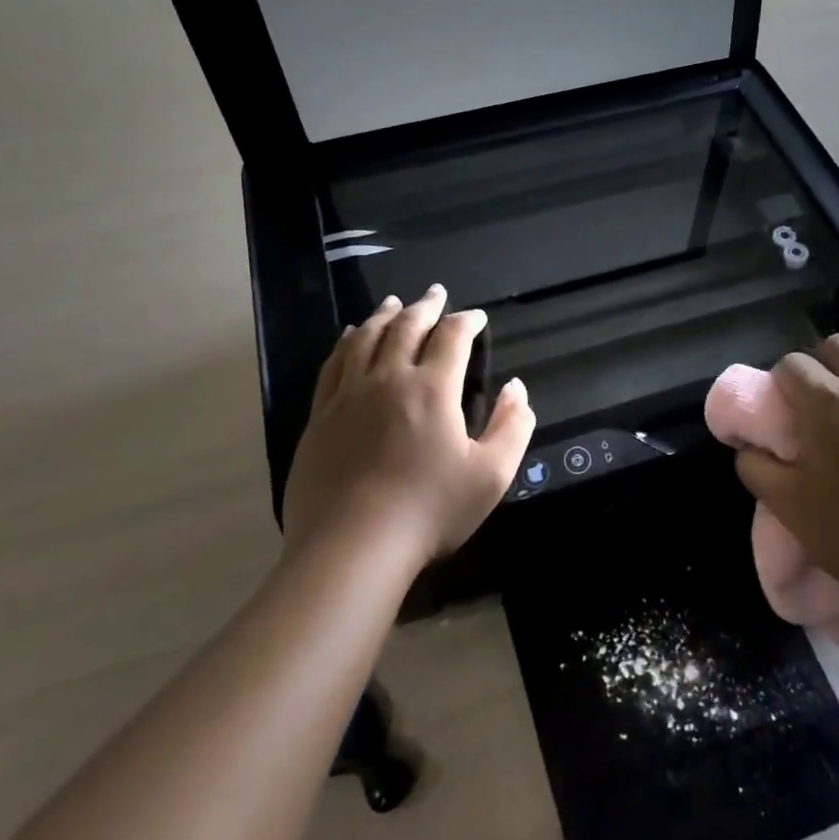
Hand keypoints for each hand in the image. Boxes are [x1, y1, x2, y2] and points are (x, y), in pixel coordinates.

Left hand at [282, 285, 534, 569]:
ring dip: (384, 316)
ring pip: (365, 338)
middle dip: (425, 306)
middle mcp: (387, 379)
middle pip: (405, 328)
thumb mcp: (491, 474)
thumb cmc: (430, 510)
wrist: (352, 547)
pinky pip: (333, 365)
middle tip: (436, 293)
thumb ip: (513, 426)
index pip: (451, 337)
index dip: (466, 321)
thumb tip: (517, 388)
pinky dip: (346, 342)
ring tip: (394, 303)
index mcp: (432, 389)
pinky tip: (348, 336)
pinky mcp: (320, 416)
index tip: (476, 316)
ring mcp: (348, 395)